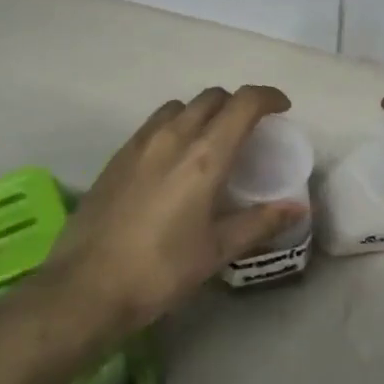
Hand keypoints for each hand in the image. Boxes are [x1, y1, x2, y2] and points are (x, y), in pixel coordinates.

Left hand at [44, 86, 306, 332]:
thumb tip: (297, 208)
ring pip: (180, 107)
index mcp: (204, 156)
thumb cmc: (160, 270)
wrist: (85, 287)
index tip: (282, 108)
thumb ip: (259, 222)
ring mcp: (140, 143)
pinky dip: (176, 126)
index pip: (243, 104)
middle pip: (212, 97)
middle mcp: (172, 137)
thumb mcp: (216, 250)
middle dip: (237, 104)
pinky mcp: (118, 156)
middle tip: (251, 130)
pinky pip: (155, 123)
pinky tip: (175, 160)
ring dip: (204, 112)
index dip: (268, 97)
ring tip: (212, 141)